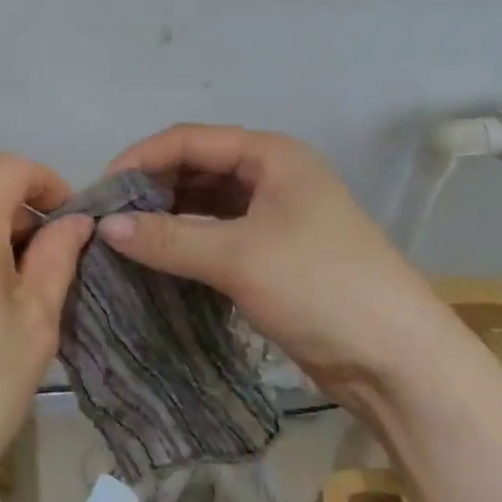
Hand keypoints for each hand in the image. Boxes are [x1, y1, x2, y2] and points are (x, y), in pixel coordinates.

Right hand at [98, 124, 462, 390]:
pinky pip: (218, 234)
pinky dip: (186, 241)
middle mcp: (273, 176)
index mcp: (272, 156)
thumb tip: (104, 228)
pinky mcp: (275, 254)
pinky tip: (157, 257)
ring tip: (124, 237)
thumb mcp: (238, 257)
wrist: (399, 362)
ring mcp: (276, 216)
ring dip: (167, 216)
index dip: (142, 159)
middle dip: (152, 187)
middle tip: (109, 217)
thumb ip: (167, 239)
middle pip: (197, 168)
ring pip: (206, 203)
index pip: (190, 140)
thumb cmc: (320, 287)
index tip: (101, 190)